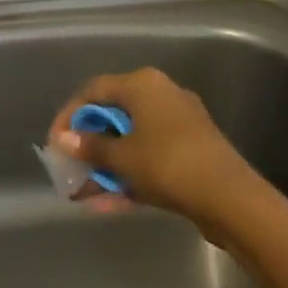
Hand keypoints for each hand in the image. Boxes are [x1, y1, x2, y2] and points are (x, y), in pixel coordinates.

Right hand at [48, 68, 287, 250]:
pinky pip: (149, 157)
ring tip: (82, 191)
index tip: (54, 142)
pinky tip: (106, 203)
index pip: (93, 90)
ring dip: (105, 165)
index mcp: (143, 84)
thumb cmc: (169, 165)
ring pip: (130, 140)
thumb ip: (90, 147)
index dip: (69, 115)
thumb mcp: (122, 158)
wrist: (233, 200)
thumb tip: (64, 140)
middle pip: (113, 115)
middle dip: (87, 143)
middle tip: (69, 165)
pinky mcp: (190, 151)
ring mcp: (178, 124)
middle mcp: (161, 95)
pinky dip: (128, 175)